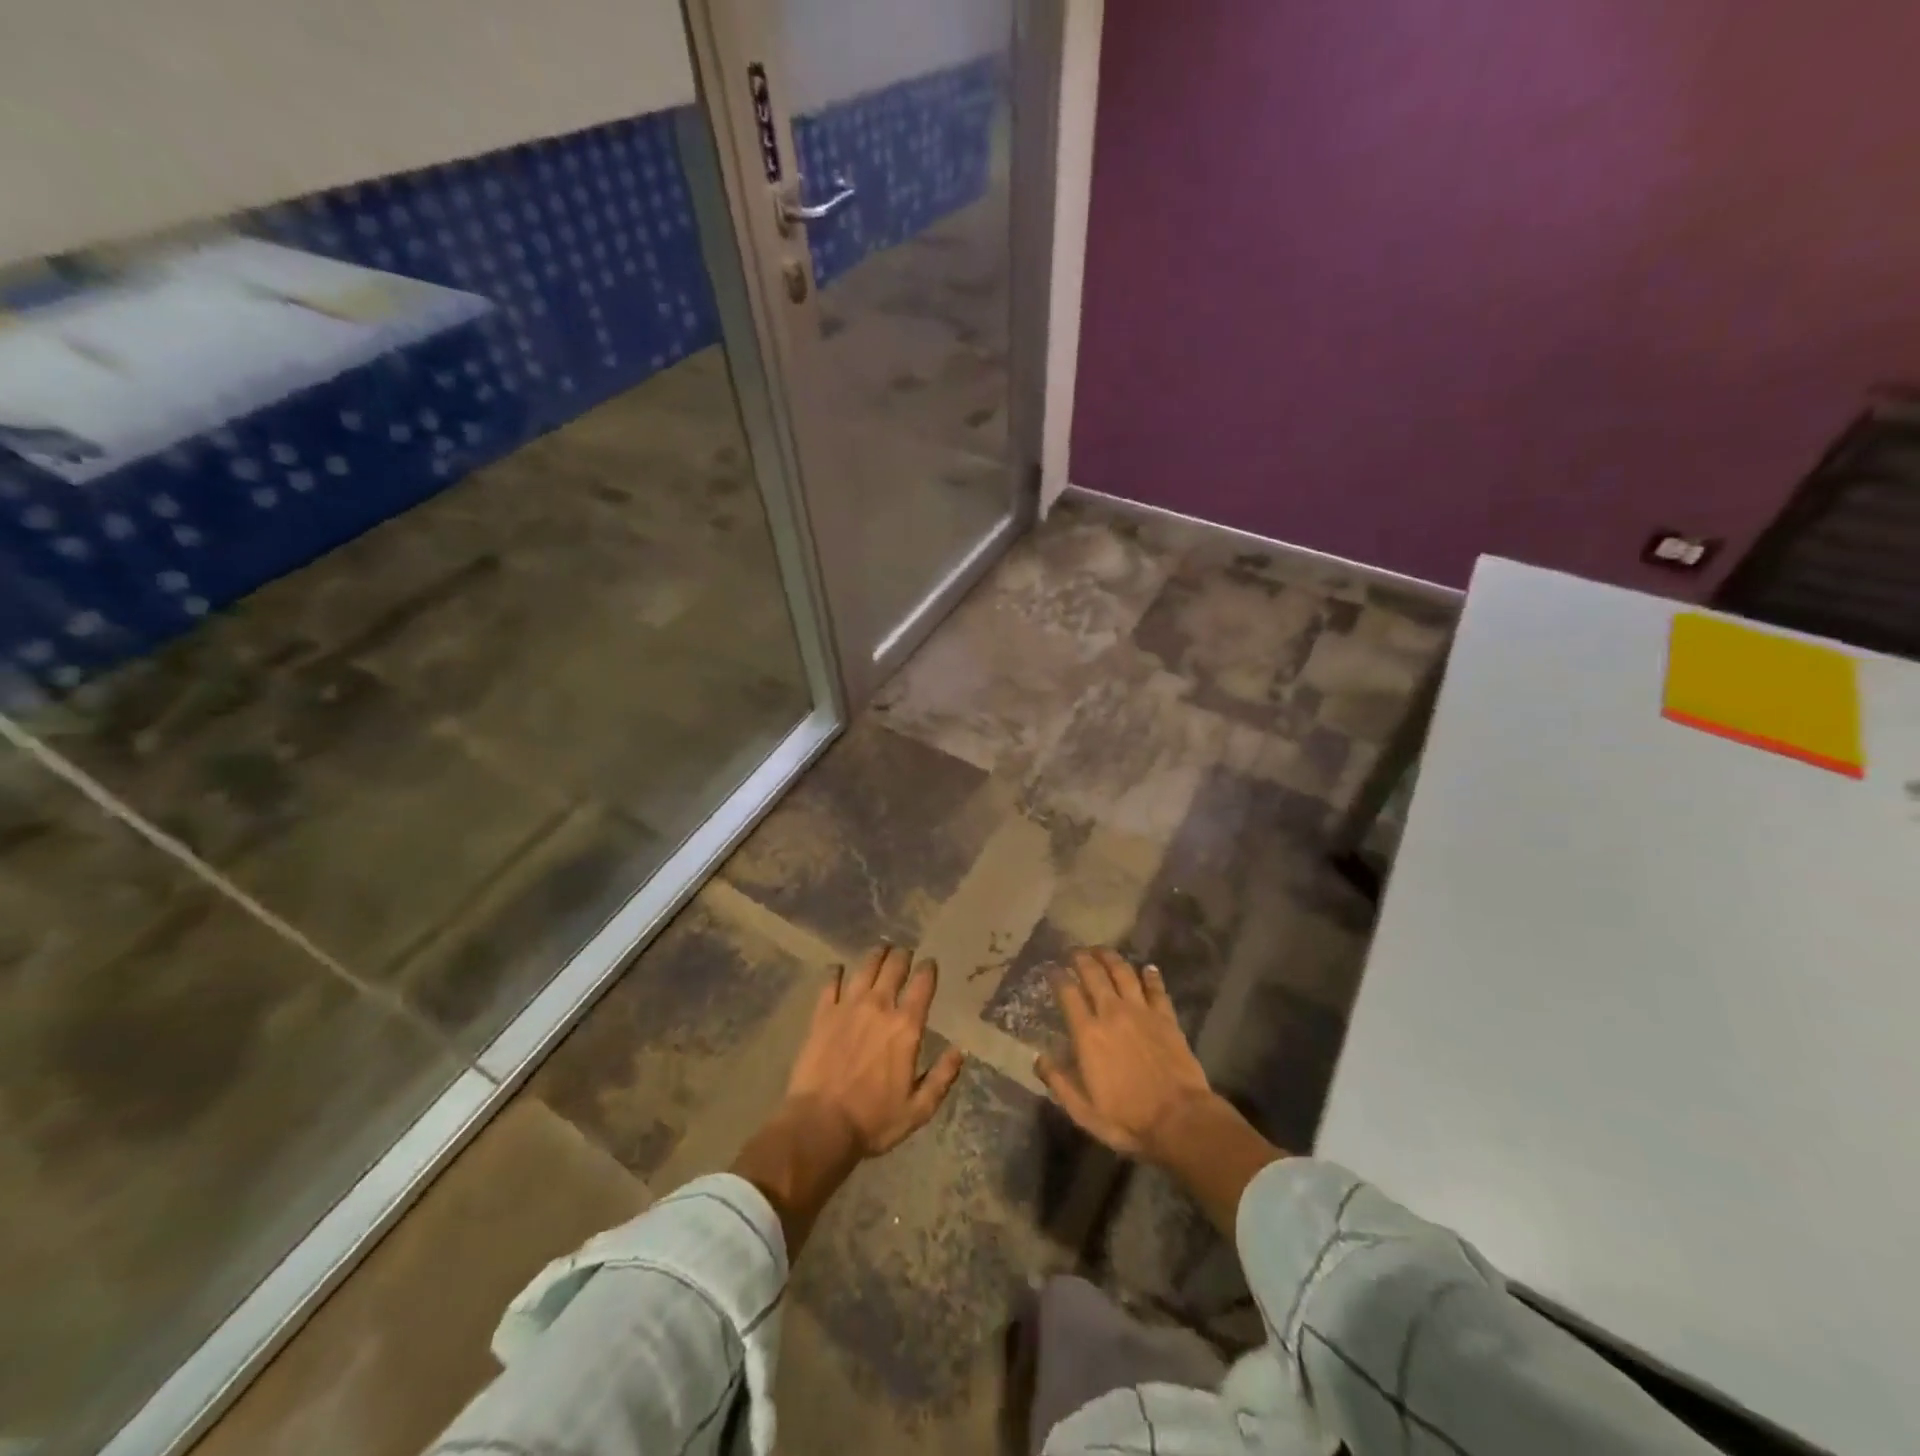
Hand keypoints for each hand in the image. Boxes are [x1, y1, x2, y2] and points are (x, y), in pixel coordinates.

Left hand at [732, 945, 964, 1254]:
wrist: (820, 1125)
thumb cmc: (873, 1121)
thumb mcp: (919, 1109)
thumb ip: (942, 1077)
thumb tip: (961, 1051)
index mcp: (906, 1027)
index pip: (922, 985)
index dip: (928, 969)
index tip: (930, 964)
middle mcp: (879, 1007)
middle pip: (893, 968)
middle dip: (902, 956)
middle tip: (904, 954)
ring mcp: (848, 1007)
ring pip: (865, 968)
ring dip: (875, 956)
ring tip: (880, 951)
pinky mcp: (822, 1014)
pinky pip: (830, 983)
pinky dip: (836, 973)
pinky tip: (838, 969)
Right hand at [1035, 948, 1213, 1162]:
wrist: (1180, 1121)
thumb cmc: (1127, 1120)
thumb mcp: (1083, 1111)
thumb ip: (1059, 1082)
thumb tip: (1038, 1058)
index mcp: (1088, 1034)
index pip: (1068, 993)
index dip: (1057, 977)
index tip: (1051, 969)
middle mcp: (1112, 1013)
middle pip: (1094, 974)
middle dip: (1081, 958)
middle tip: (1074, 951)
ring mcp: (1142, 1012)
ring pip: (1123, 973)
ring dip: (1111, 958)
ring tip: (1102, 951)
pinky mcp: (1166, 1018)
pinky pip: (1157, 989)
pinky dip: (1151, 976)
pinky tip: (1148, 968)